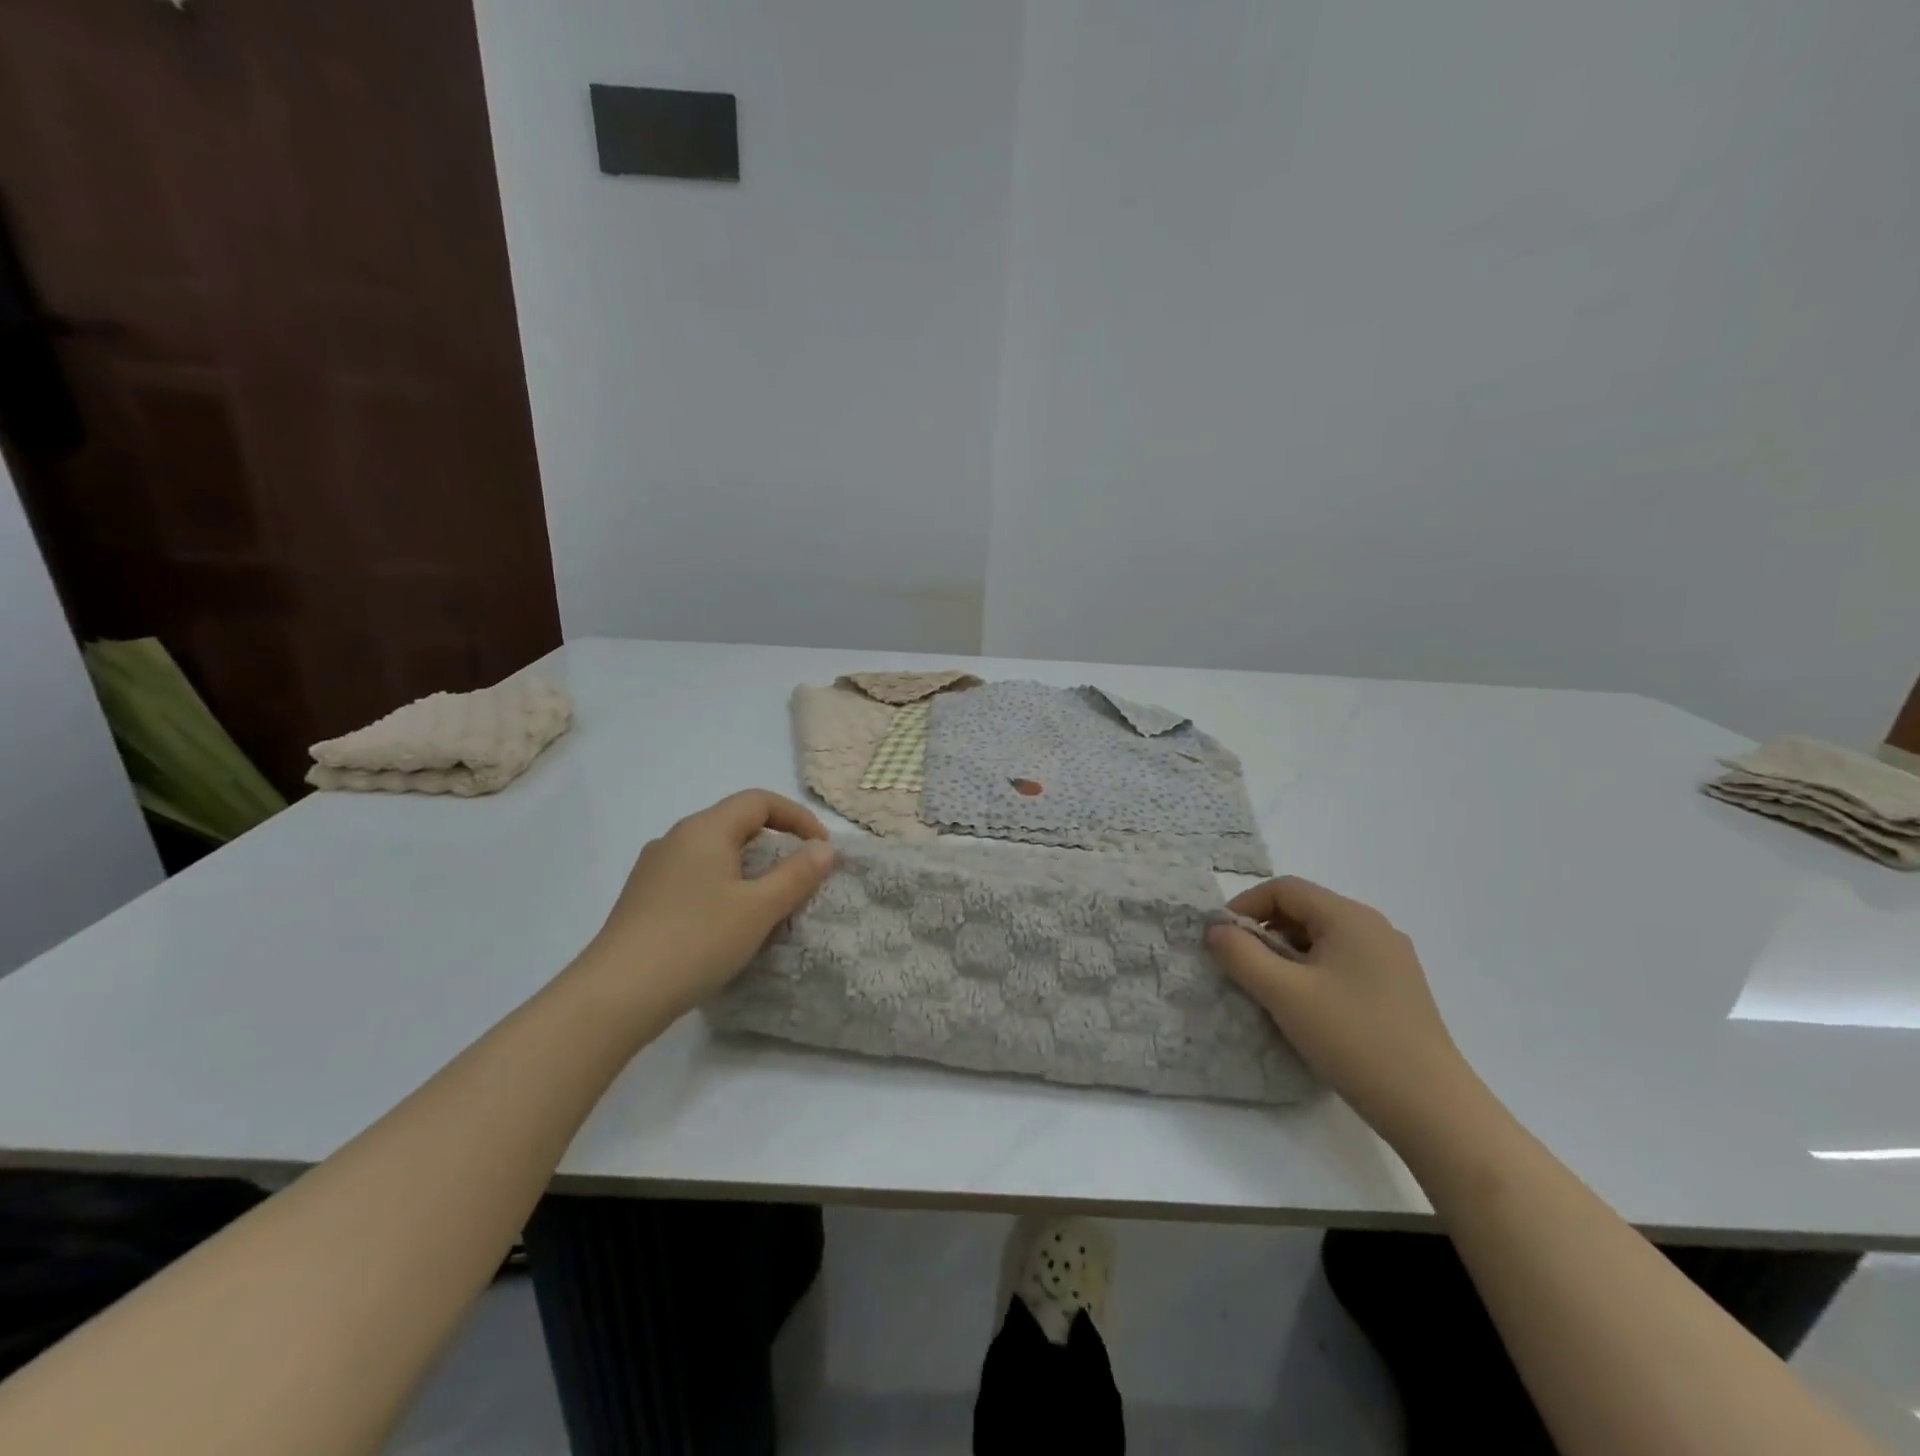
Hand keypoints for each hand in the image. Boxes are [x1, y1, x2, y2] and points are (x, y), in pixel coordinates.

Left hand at [586, 789, 836, 1019]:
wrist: (616, 995)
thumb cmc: (696, 940)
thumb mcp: (759, 908)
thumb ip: (796, 874)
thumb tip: (823, 848)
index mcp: (705, 829)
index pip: (759, 801)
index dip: (797, 817)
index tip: (821, 849)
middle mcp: (676, 838)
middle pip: (735, 822)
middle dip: (775, 842)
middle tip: (800, 875)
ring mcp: (654, 868)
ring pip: (714, 851)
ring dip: (748, 866)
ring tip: (768, 901)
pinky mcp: (643, 898)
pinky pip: (694, 876)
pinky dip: (723, 885)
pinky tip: (727, 922)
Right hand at [1207, 877, 1480, 1147]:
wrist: (1432, 1109)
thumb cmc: (1352, 1039)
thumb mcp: (1283, 993)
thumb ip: (1241, 954)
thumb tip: (1215, 928)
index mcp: (1350, 917)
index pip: (1285, 889)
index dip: (1245, 905)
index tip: (1220, 937)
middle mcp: (1375, 928)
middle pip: (1305, 910)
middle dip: (1264, 930)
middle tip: (1237, 963)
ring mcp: (1391, 960)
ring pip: (1323, 938)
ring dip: (1286, 953)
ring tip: (1266, 987)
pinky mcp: (1397, 990)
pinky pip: (1342, 962)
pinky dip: (1311, 971)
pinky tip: (1304, 1006)